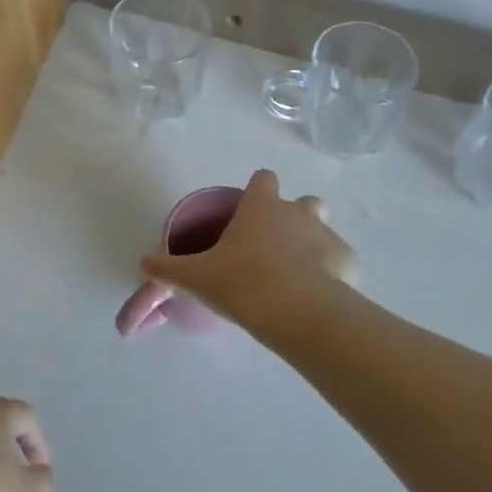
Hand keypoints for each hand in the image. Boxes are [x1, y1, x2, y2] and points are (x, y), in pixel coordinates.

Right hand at [140, 169, 355, 333]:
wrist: (297, 312)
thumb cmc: (242, 283)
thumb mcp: (195, 277)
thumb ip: (168, 269)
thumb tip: (142, 263)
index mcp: (261, 207)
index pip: (263, 179)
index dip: (258, 191)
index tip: (250, 212)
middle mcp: (297, 212)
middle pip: (303, 201)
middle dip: (294, 216)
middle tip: (274, 247)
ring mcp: (327, 235)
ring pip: (324, 228)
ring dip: (314, 244)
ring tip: (298, 274)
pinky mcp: (348, 262)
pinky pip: (340, 262)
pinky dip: (332, 274)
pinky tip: (319, 296)